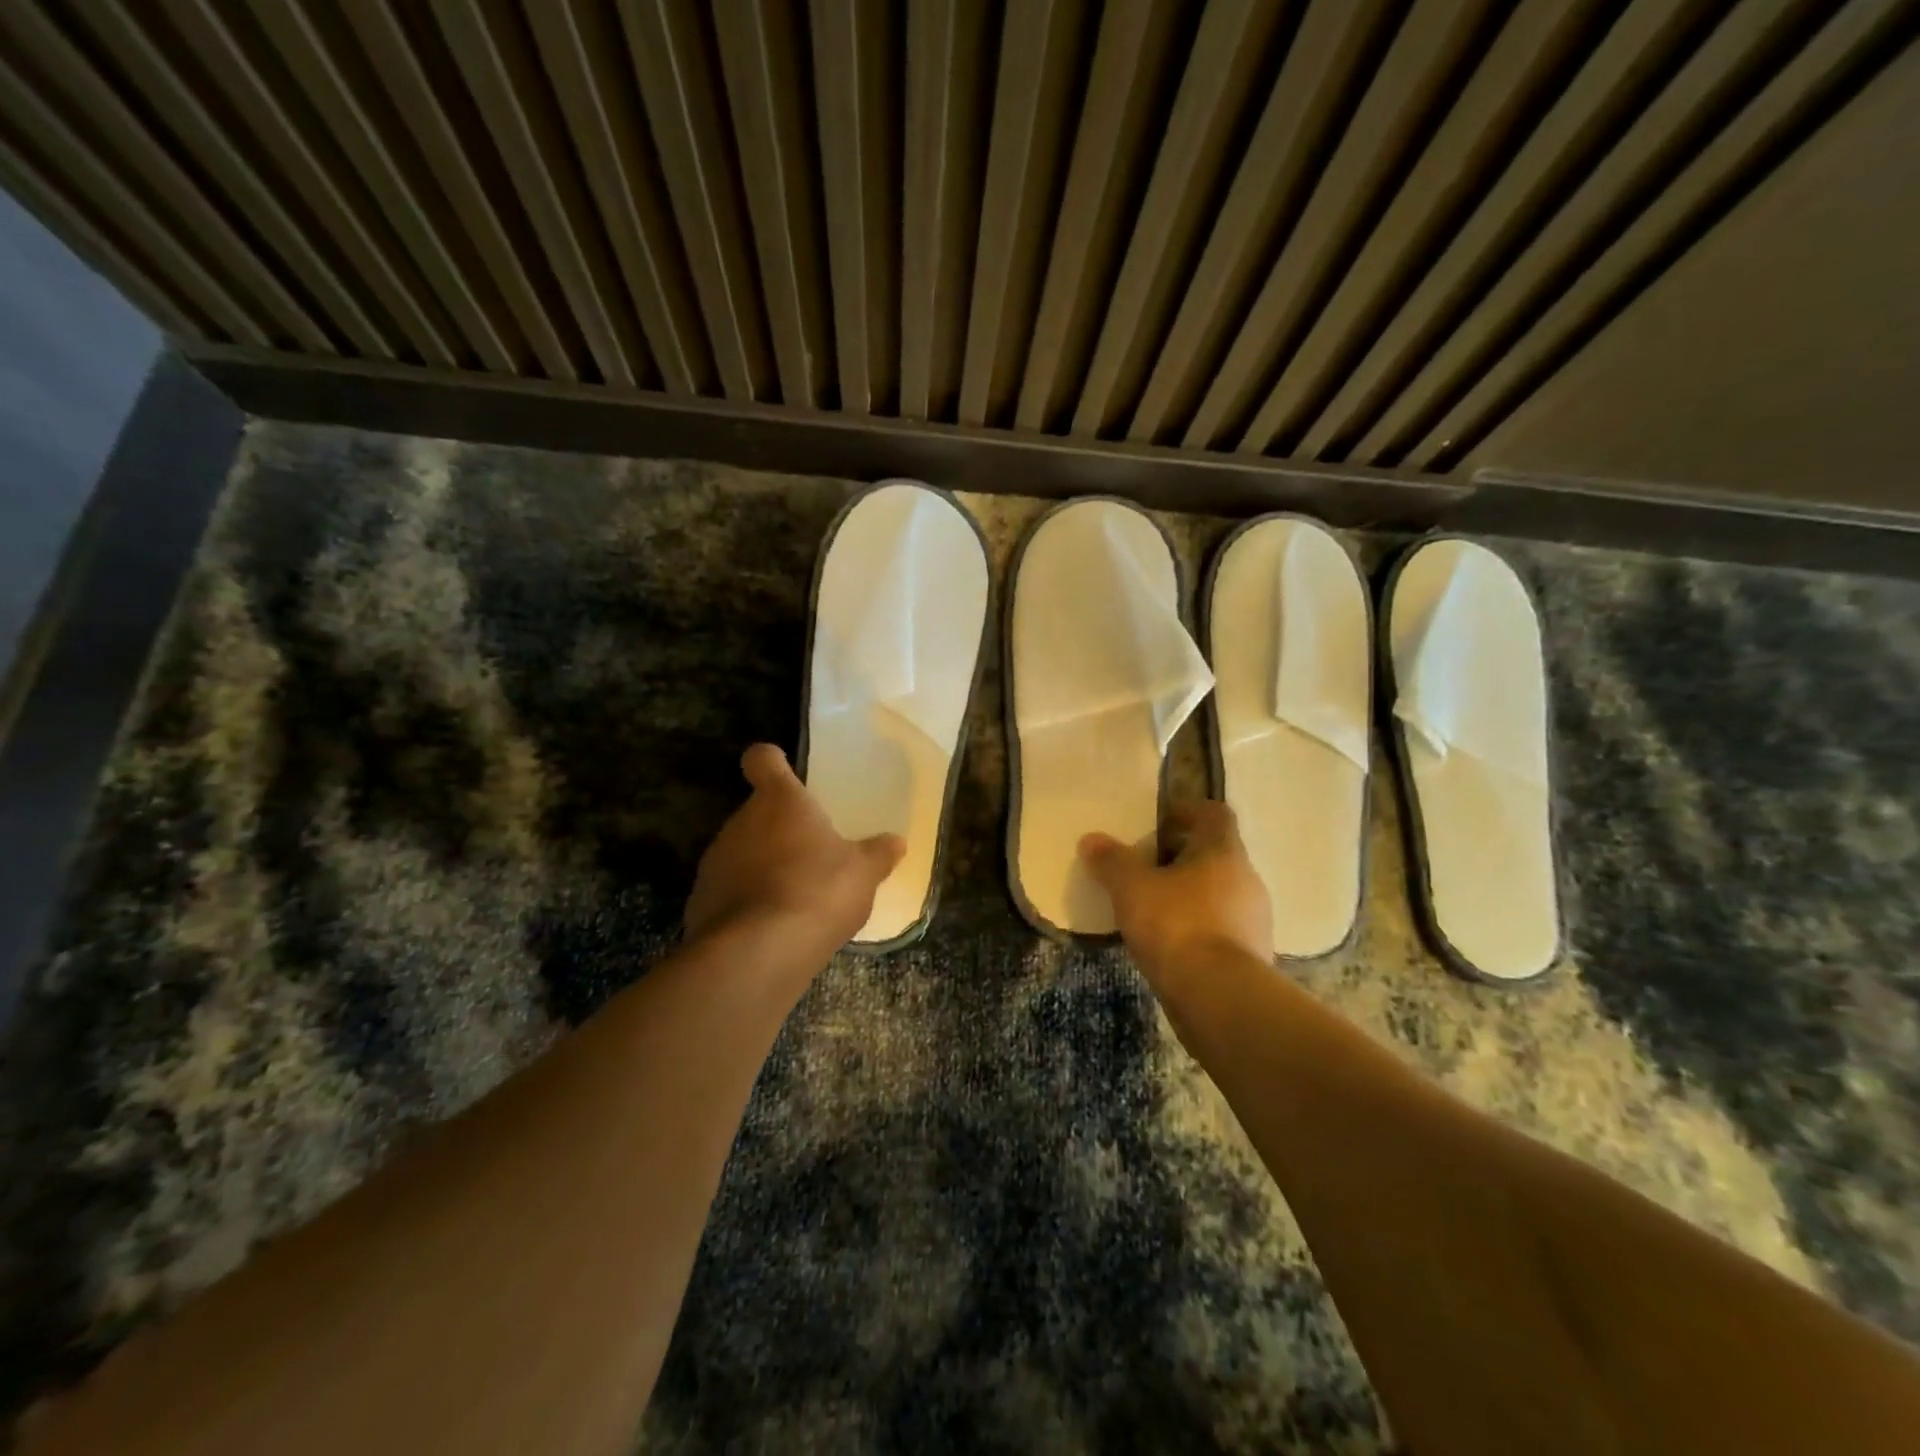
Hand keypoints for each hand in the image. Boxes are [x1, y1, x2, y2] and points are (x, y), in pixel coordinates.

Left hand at [684, 744, 904, 952]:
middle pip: (756, 814)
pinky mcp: (700, 903)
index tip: (782, 772)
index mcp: (779, 802)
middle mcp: (739, 823)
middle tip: (811, 854)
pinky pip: (730, 893)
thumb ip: (878, 854)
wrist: (758, 953)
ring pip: (742, 853)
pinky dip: (748, 903)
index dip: (771, 762)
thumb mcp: (863, 873)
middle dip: (780, 830)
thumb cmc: (817, 891)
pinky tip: (772, 928)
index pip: (762, 760)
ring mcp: (714, 863)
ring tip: (795, 897)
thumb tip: (896, 842)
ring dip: (764, 867)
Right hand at [1080, 800, 1272, 989]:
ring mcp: (1254, 919)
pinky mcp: (1252, 955)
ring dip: (1189, 893)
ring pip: (1218, 892)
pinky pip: (1221, 926)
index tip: (1158, 821)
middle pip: (1215, 854)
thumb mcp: (1132, 889)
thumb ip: (1111, 861)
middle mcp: (1247, 879)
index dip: (1186, 811)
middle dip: (1180, 856)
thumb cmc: (1177, 926)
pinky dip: (1197, 926)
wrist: (1221, 999)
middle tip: (1145, 865)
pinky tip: (1169, 942)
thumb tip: (1091, 839)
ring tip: (1152, 906)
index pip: (1214, 813)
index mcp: (1223, 851)